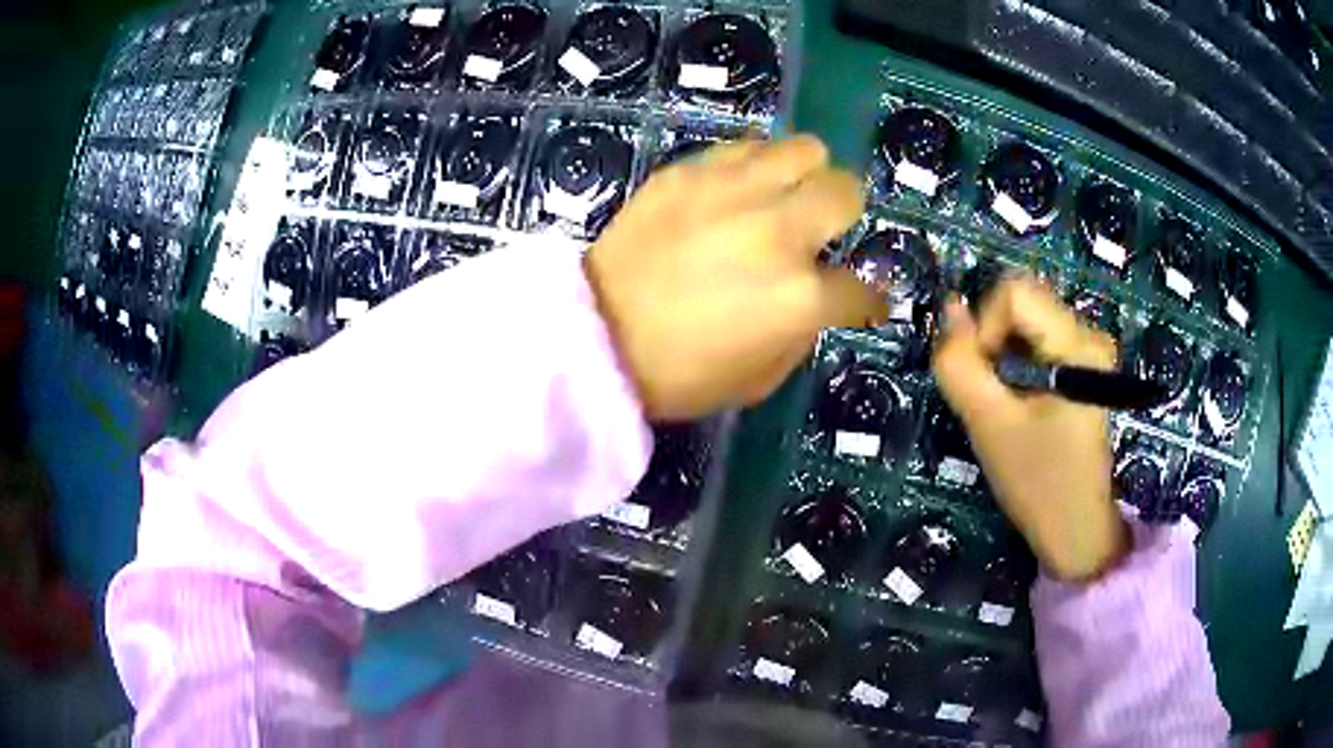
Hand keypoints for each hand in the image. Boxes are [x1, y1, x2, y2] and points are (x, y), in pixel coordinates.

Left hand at [585, 135, 884, 420]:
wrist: (595, 339)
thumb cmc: (679, 373)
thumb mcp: (760, 378)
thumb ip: (804, 330)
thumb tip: (819, 298)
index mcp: (800, 299)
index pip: (863, 287)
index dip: (869, 297)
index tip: (862, 298)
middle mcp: (778, 232)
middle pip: (846, 191)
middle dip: (847, 212)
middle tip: (822, 227)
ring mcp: (732, 193)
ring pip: (804, 150)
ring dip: (806, 174)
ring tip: (784, 194)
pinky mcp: (689, 173)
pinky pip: (746, 148)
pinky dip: (756, 167)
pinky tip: (739, 189)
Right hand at [932, 276, 1127, 581]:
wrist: (1077, 529)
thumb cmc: (1039, 484)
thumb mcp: (988, 426)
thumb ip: (959, 364)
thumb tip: (949, 307)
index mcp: (1077, 344)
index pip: (1013, 293)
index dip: (985, 328)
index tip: (988, 380)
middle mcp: (1090, 333)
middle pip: (1021, 302)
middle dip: (994, 342)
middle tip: (995, 396)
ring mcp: (1090, 348)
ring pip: (1026, 320)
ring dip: (1003, 355)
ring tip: (1008, 405)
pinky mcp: (1085, 364)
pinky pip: (1038, 339)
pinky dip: (1017, 363)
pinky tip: (1021, 402)